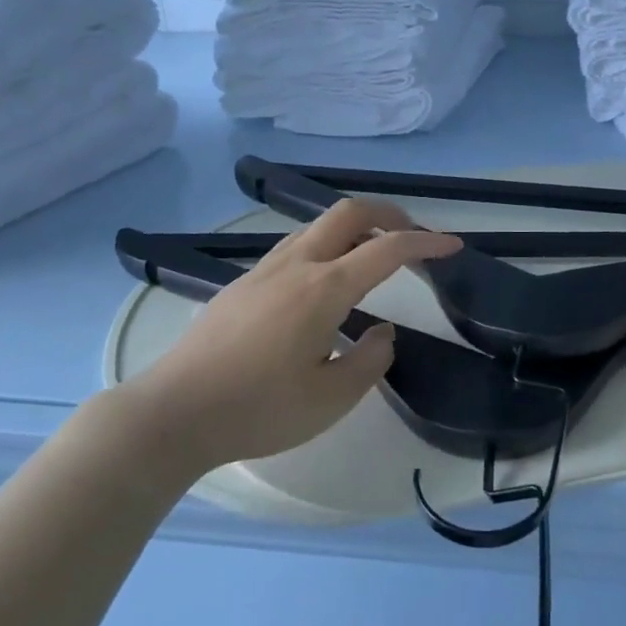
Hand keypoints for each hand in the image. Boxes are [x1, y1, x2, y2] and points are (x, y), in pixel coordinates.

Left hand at [126, 198, 460, 469]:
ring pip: (319, 224)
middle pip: (349, 212)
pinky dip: (327, 244)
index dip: (426, 242)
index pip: (387, 249)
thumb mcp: (330, 400)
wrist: (173, 412)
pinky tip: (325, 281)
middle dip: (388, 214)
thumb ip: (370, 361)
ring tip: (373, 255)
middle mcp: (297, 265)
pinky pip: (296, 244)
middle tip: (412, 237)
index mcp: (324, 289)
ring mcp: (264, 269)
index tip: (453, 245)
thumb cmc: (257, 410)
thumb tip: (382, 332)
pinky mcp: (242, 283)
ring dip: (355, 227)